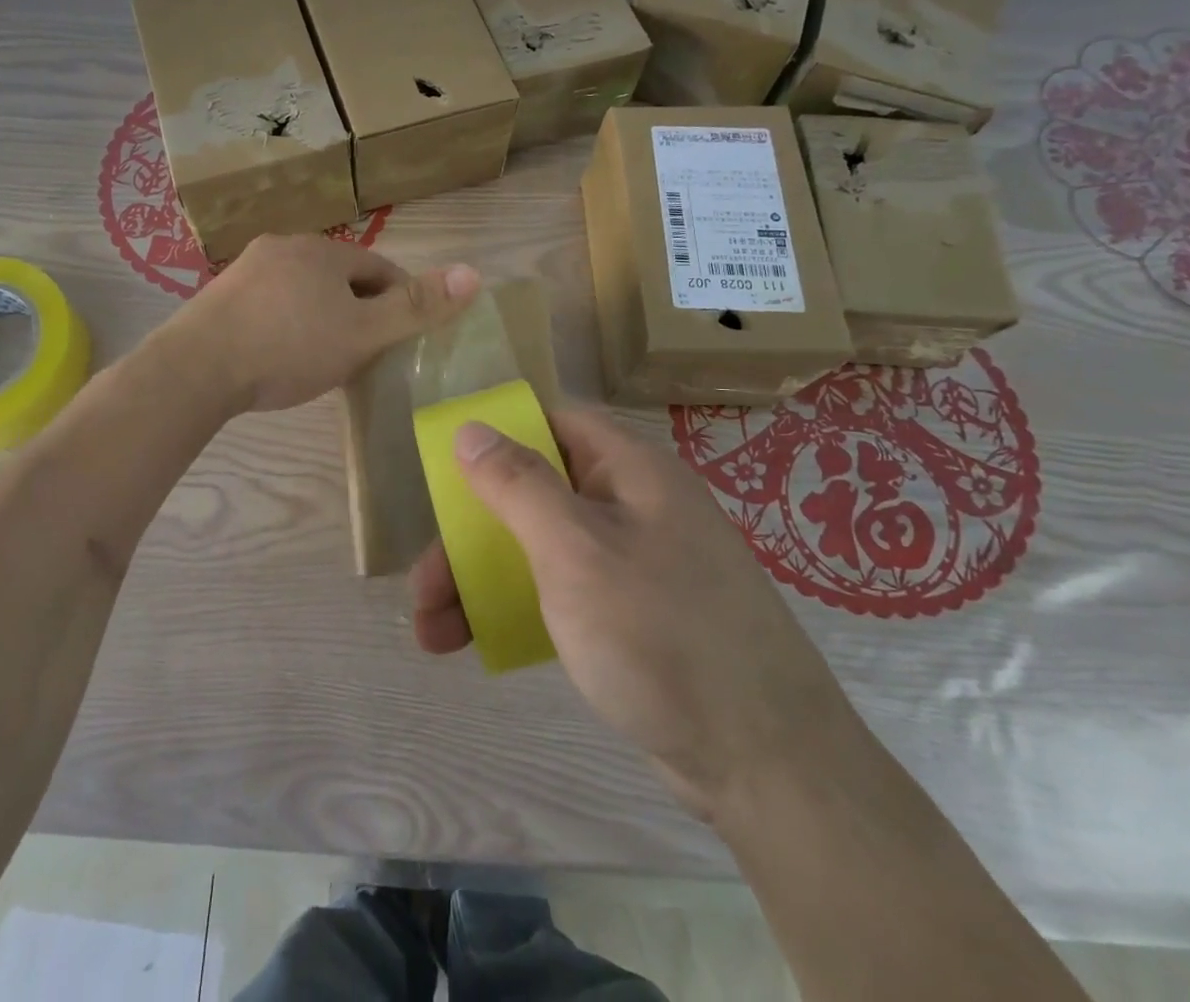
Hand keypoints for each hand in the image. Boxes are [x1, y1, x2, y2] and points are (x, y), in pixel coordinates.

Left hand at [167, 234, 480, 412]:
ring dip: (322, 315)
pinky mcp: (220, 296)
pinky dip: (287, 323)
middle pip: (341, 277)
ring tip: (326, 357)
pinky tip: (281, 354)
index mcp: (324, 251)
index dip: (400, 300)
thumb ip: (417, 307)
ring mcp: (248, 269)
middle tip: (367, 352)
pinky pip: (271, 304)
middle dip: (360, 308)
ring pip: (303, 290)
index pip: (380, 269)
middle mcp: (286, 247)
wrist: (195, 368)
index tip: (405, 336)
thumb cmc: (289, 347)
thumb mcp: (363, 332)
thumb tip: (474, 272)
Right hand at [409, 407, 870, 823]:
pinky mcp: (633, 618)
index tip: (447, 471)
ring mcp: (635, 564)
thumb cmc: (660, 635)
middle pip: (535, 494)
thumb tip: (471, 428)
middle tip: (423, 586)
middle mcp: (633, 506)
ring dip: (481, 581)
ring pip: (540, 549)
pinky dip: (518, 609)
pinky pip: (561, 593)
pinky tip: (480, 644)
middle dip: (470, 536)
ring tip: (431, 633)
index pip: (553, 423)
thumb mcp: (575, 551)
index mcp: (630, 470)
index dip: (498, 436)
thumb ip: (518, 485)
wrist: (767, 766)